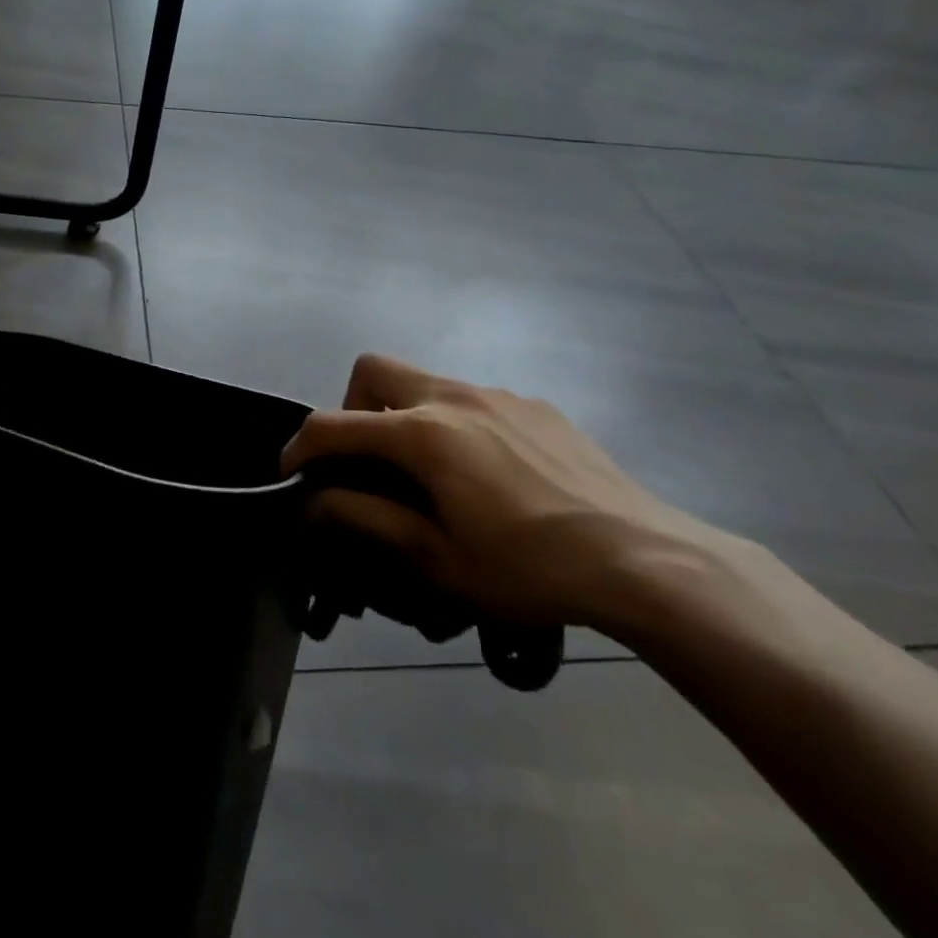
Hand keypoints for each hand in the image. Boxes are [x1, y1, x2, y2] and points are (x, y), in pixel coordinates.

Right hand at [280, 353, 724, 629]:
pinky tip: (490, 476)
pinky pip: (473, 400)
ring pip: (425, 383)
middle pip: (373, 370)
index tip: (292, 476)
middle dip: (353, 409)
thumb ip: (364, 519)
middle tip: (368, 462)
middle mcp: (453, 396)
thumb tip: (312, 502)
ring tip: (433, 476)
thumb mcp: (435, 558)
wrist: (645, 560)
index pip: (333, 425)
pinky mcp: (536, 405)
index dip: (299, 448)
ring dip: (405, 418)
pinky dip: (455, 425)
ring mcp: (499, 394)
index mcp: (422, 434)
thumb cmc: (529, 567)